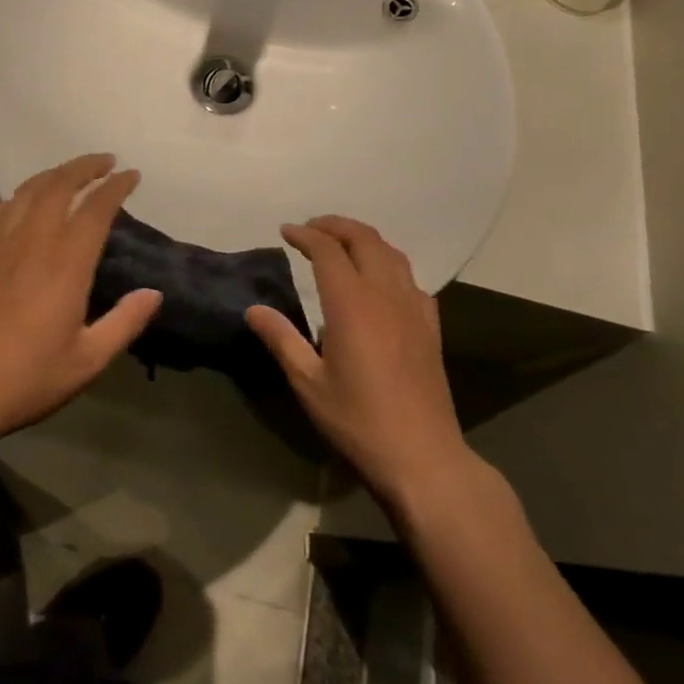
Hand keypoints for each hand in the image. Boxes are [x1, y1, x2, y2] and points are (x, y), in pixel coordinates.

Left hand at [0, 154, 160, 441]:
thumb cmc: (26, 377)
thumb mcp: (87, 360)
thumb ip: (124, 322)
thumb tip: (154, 294)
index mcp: (66, 264)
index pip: (95, 208)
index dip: (115, 186)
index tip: (132, 175)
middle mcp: (32, 242)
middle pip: (58, 185)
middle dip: (84, 167)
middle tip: (105, 161)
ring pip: (26, 191)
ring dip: (51, 175)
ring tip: (68, 174)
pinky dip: (18, 197)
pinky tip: (21, 204)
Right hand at [246, 216, 472, 507]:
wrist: (423, 457)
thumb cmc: (358, 421)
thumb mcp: (308, 383)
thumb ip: (281, 339)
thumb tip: (253, 309)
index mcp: (351, 303)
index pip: (327, 250)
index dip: (305, 235)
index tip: (286, 231)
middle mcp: (385, 294)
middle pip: (363, 239)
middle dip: (335, 225)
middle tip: (310, 228)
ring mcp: (413, 308)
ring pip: (391, 252)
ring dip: (363, 238)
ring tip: (342, 243)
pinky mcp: (430, 326)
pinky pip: (410, 278)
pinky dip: (389, 263)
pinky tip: (380, 280)